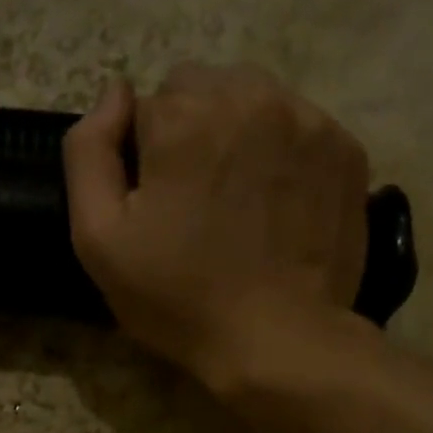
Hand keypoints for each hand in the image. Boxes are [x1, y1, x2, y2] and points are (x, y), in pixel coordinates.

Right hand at [63, 63, 372, 399]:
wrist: (277, 339)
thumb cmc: (179, 300)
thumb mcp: (99, 241)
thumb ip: (88, 155)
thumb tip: (114, 94)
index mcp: (181, 116)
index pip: (144, 109)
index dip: (142, 163)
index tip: (155, 213)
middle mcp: (246, 95)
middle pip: (200, 92)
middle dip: (189, 137)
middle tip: (195, 207)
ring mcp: (305, 117)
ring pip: (252, 101)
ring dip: (236, 138)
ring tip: (238, 205)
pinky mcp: (344, 147)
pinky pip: (299, 128)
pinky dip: (282, 156)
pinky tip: (276, 209)